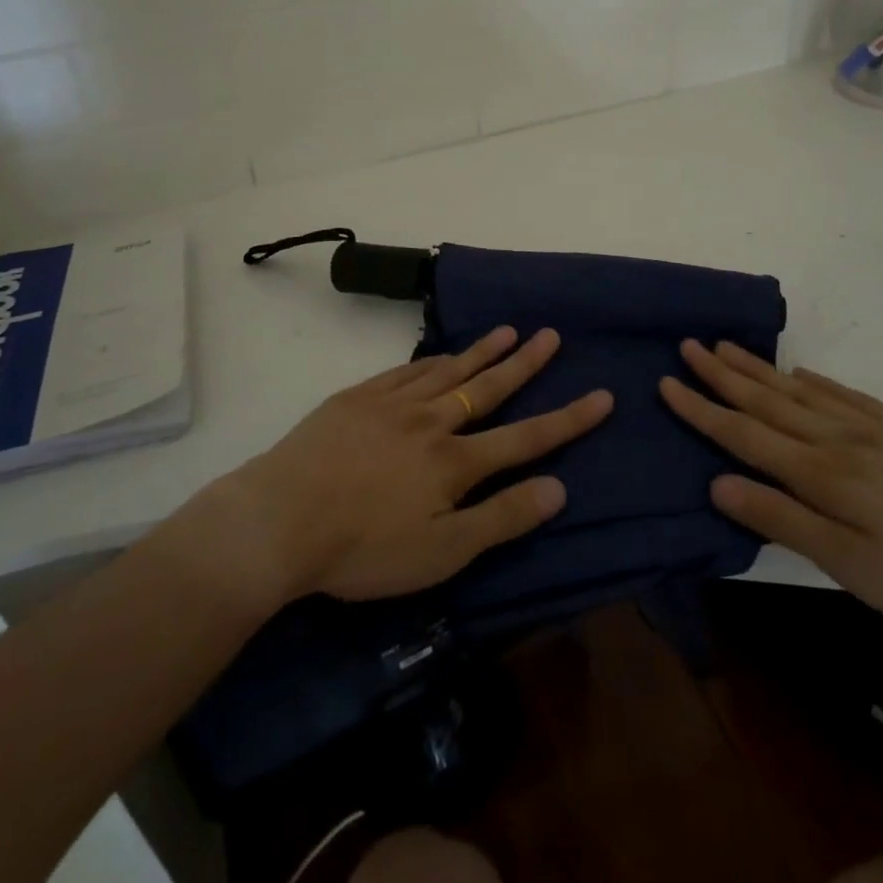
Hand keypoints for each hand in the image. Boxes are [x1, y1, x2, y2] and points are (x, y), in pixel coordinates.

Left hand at [194, 327, 610, 606]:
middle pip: (488, 388)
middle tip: (552, 335)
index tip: (602, 396)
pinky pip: (406, 371)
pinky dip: (431, 360)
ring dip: (482, 351)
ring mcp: (392, 404)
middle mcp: (431, 422)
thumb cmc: (362, 549)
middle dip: (525, 363)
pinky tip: (441, 355)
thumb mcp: (441, 553)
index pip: (525, 437)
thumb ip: (501, 519)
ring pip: (448, 371)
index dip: (567, 419)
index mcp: (454, 462)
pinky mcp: (358, 398)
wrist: (279, 520)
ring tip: (509, 330)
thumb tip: (559, 488)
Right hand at [660, 340, 882, 631]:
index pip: (744, 434)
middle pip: (767, 400)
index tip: (666, 383)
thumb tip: (718, 483)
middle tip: (688, 345)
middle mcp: (837, 439)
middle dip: (722, 374)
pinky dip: (815, 381)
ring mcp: (873, 429)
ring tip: (727, 346)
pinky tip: (801, 373)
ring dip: (759, 368)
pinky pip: (847, 394)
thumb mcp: (853, 569)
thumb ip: (784, 521)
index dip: (701, 410)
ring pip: (800, 390)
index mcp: (820, 474)